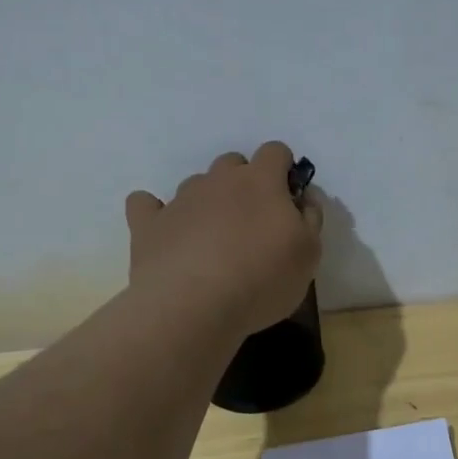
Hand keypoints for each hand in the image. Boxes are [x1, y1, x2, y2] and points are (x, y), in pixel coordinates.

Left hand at [126, 142, 323, 334]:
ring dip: (208, 202)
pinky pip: (146, 204)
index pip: (275, 152)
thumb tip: (303, 198)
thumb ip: (311, 218)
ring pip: (196, 184)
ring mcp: (179, 199)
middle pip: (233, 163)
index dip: (283, 169)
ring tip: (213, 241)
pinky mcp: (148, 224)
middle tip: (252, 224)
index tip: (287, 198)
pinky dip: (157, 213)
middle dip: (244, 183)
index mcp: (261, 181)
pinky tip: (166, 232)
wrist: (193, 307)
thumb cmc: (263, 279)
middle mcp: (218, 180)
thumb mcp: (310, 254)